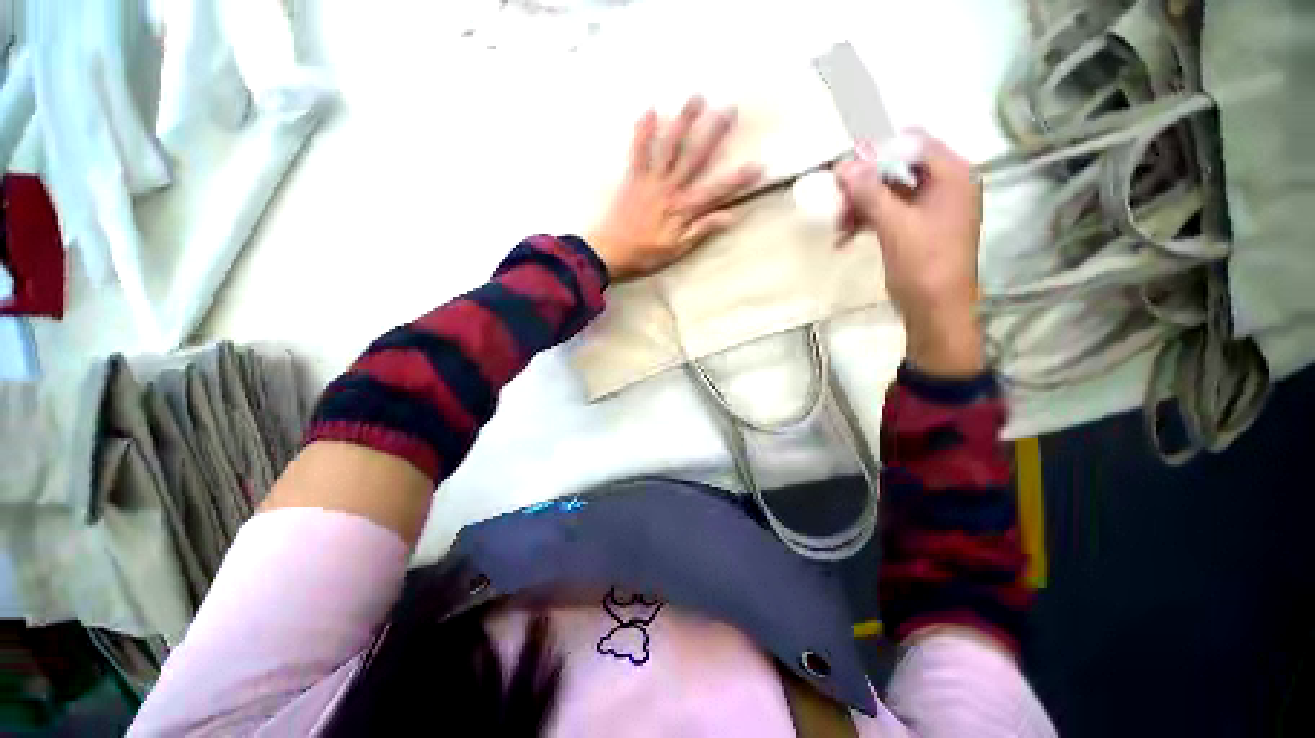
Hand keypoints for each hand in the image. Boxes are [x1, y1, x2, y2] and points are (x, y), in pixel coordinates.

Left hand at [588, 97, 761, 280]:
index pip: (716, 191)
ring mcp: (650, 181)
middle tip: (730, 108)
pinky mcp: (633, 179)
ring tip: (696, 97)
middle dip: (714, 133)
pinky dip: (643, 132)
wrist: (609, 253)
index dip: (738, 179)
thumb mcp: (677, 250)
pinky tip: (650, 111)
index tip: (759, 165)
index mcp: (683, 210)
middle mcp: (669, 189)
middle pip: (695, 158)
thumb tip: (730, 216)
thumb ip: (701, 230)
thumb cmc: (645, 255)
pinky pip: (638, 152)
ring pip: (670, 147)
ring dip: (683, 122)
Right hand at [836, 134, 984, 376]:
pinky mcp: (919, 227)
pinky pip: (890, 212)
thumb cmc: (923, 265)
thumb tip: (844, 166)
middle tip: (836, 199)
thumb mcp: (894, 226)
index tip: (845, 167)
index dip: (877, 150)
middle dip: (864, 183)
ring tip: (838, 224)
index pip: (913, 143)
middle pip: (899, 167)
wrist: (936, 309)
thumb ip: (870, 192)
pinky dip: (867, 220)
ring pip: (890, 191)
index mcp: (952, 175)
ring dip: (861, 204)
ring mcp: (932, 207)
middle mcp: (946, 185)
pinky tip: (845, 236)